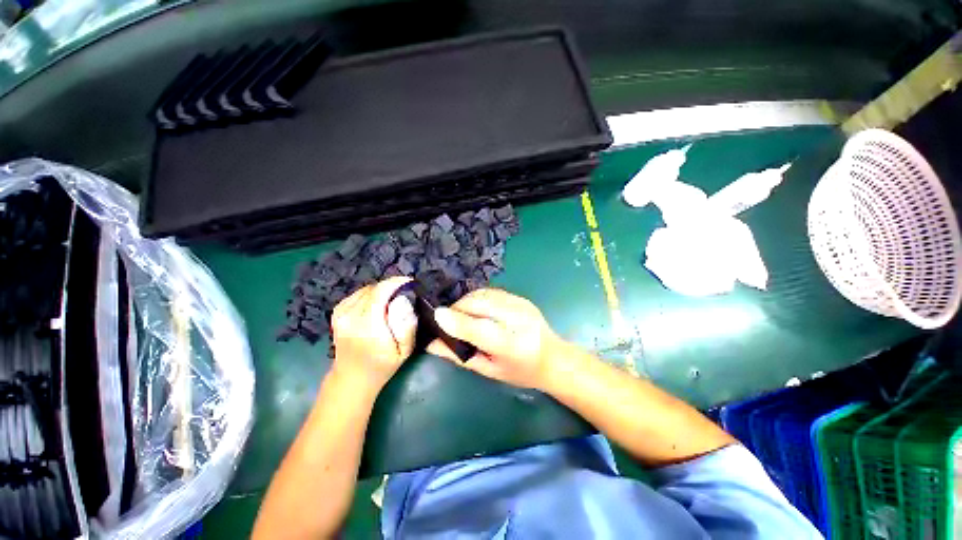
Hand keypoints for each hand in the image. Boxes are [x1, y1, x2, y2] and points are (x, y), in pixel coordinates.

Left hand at [330, 277, 417, 391]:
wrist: (352, 378)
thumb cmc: (383, 365)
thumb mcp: (404, 350)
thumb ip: (407, 325)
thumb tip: (404, 300)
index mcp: (367, 326)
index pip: (380, 292)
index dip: (396, 282)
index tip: (410, 282)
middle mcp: (350, 317)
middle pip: (374, 288)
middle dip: (391, 286)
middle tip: (404, 292)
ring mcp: (341, 314)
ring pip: (366, 289)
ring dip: (381, 290)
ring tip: (393, 298)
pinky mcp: (337, 312)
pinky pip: (357, 294)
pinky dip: (370, 294)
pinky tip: (377, 303)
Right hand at [428, 288, 566, 389]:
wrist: (553, 358)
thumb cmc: (520, 371)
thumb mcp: (489, 370)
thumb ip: (460, 356)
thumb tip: (431, 344)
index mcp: (512, 347)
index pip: (481, 329)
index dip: (457, 321)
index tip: (436, 316)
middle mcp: (518, 320)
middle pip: (480, 304)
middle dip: (458, 308)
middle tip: (448, 320)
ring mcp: (521, 305)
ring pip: (483, 293)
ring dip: (466, 301)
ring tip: (461, 314)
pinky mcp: (521, 297)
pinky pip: (491, 291)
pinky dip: (477, 297)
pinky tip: (476, 308)